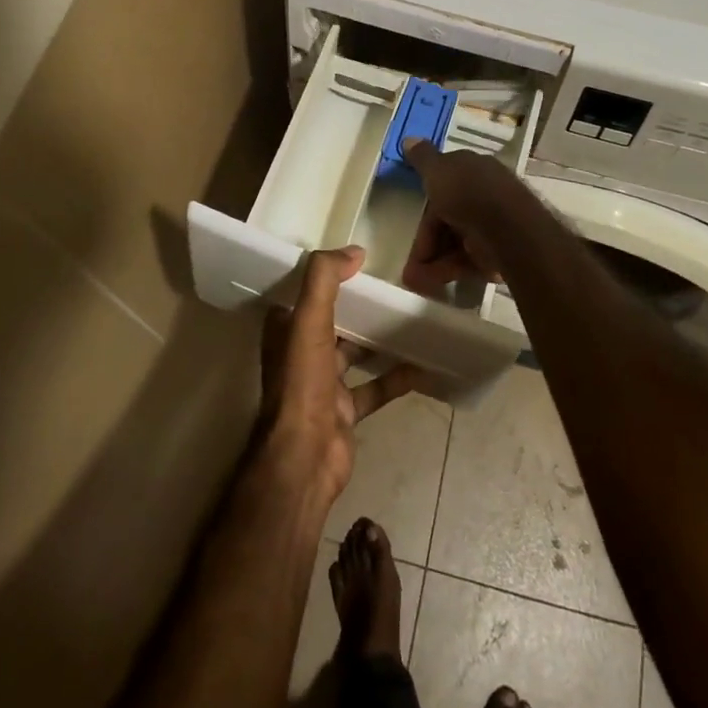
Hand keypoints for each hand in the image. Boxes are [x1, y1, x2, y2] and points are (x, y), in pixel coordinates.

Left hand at [260, 245, 424, 504]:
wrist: (306, 456)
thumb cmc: (302, 383)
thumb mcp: (308, 320)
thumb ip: (324, 279)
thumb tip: (354, 250)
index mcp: (285, 332)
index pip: (301, 295)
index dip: (322, 278)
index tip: (351, 261)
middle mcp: (301, 356)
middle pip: (331, 322)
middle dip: (355, 306)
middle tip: (390, 286)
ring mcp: (324, 385)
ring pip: (354, 354)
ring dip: (377, 339)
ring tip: (409, 317)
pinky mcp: (346, 411)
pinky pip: (375, 388)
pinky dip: (396, 377)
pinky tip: (422, 365)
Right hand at [399, 139, 523, 296]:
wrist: (508, 229)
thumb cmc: (468, 193)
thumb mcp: (438, 170)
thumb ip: (422, 158)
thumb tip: (408, 138)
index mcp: (474, 171)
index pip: (444, 186)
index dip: (425, 206)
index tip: (409, 223)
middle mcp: (486, 194)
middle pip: (449, 219)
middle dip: (427, 242)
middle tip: (411, 264)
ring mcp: (494, 225)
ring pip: (457, 243)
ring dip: (435, 261)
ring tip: (418, 280)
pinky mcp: (500, 252)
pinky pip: (470, 261)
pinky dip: (452, 270)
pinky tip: (435, 281)